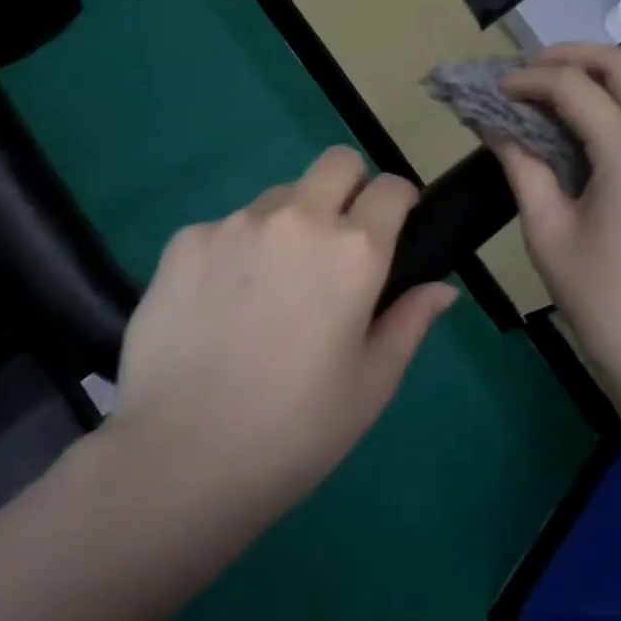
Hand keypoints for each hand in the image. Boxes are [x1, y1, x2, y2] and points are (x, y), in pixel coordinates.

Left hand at [110, 147, 456, 517]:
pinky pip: (226, 227)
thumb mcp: (371, 385)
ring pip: (279, 196)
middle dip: (350, 187)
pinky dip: (236, 250)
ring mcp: (235, 223)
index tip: (395, 227)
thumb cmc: (295, 430)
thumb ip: (410, 322)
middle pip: (336, 162)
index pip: (392, 186)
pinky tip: (219, 305)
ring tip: (270, 288)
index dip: (401, 201)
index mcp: (353, 250)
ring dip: (289, 223)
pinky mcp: (185, 240)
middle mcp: (297, 218)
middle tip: (337, 245)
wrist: (179, 458)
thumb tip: (441, 288)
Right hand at [497, 44, 620, 424]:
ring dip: (615, 64)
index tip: (494, 89)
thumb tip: (495, 124)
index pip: (574, 88)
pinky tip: (606, 112)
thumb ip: (522, 166)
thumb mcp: (547, 232)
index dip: (528, 79)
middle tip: (529, 72)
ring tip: (571, 81)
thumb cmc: (602, 301)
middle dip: (573, 55)